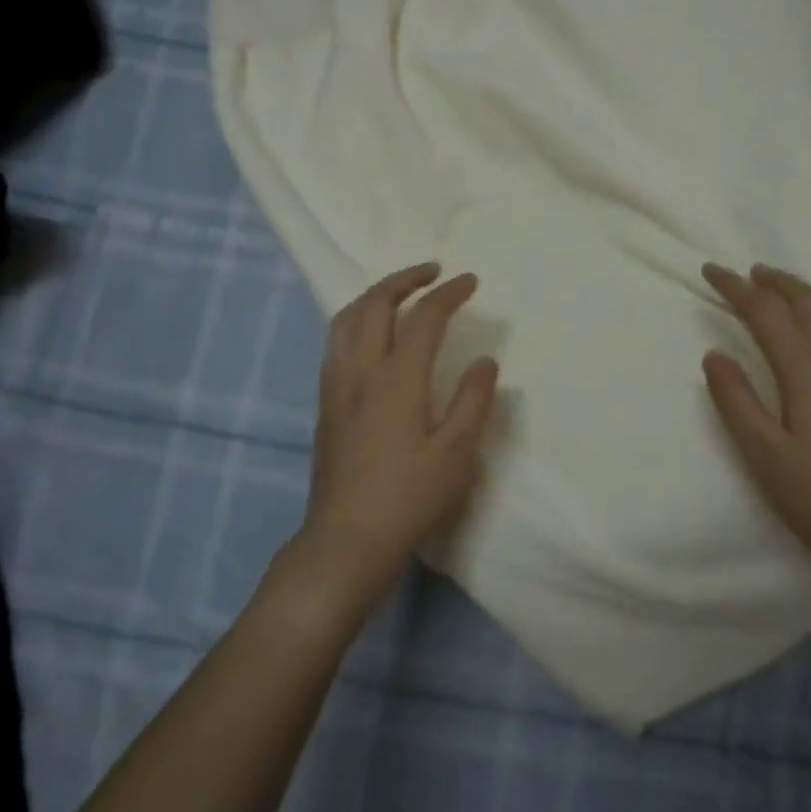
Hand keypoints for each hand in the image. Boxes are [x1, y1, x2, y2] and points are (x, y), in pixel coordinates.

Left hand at [293, 263, 499, 614]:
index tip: (470, 281)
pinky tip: (371, 335)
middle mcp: (360, 371)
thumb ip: (473, 401)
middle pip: (375, 304)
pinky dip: (357, 320)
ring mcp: (336, 386)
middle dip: (404, 279)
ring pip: (346, 319)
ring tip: (400, 293)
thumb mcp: (457, 454)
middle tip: (433, 271)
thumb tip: (484, 361)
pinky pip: (336, 341)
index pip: (423, 318)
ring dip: (375, 295)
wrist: (347, 539)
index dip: (448, 294)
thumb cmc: (409, 498)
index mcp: (397, 380)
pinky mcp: (325, 404)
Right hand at [701, 263, 810, 581]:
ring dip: (804, 291)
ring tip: (782, 288)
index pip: (766, 313)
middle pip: (807, 302)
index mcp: (807, 369)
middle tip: (747, 272)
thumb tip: (714, 353)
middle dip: (775, 281)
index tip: (710, 270)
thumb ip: (736, 400)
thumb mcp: (764, 453)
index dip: (736, 288)